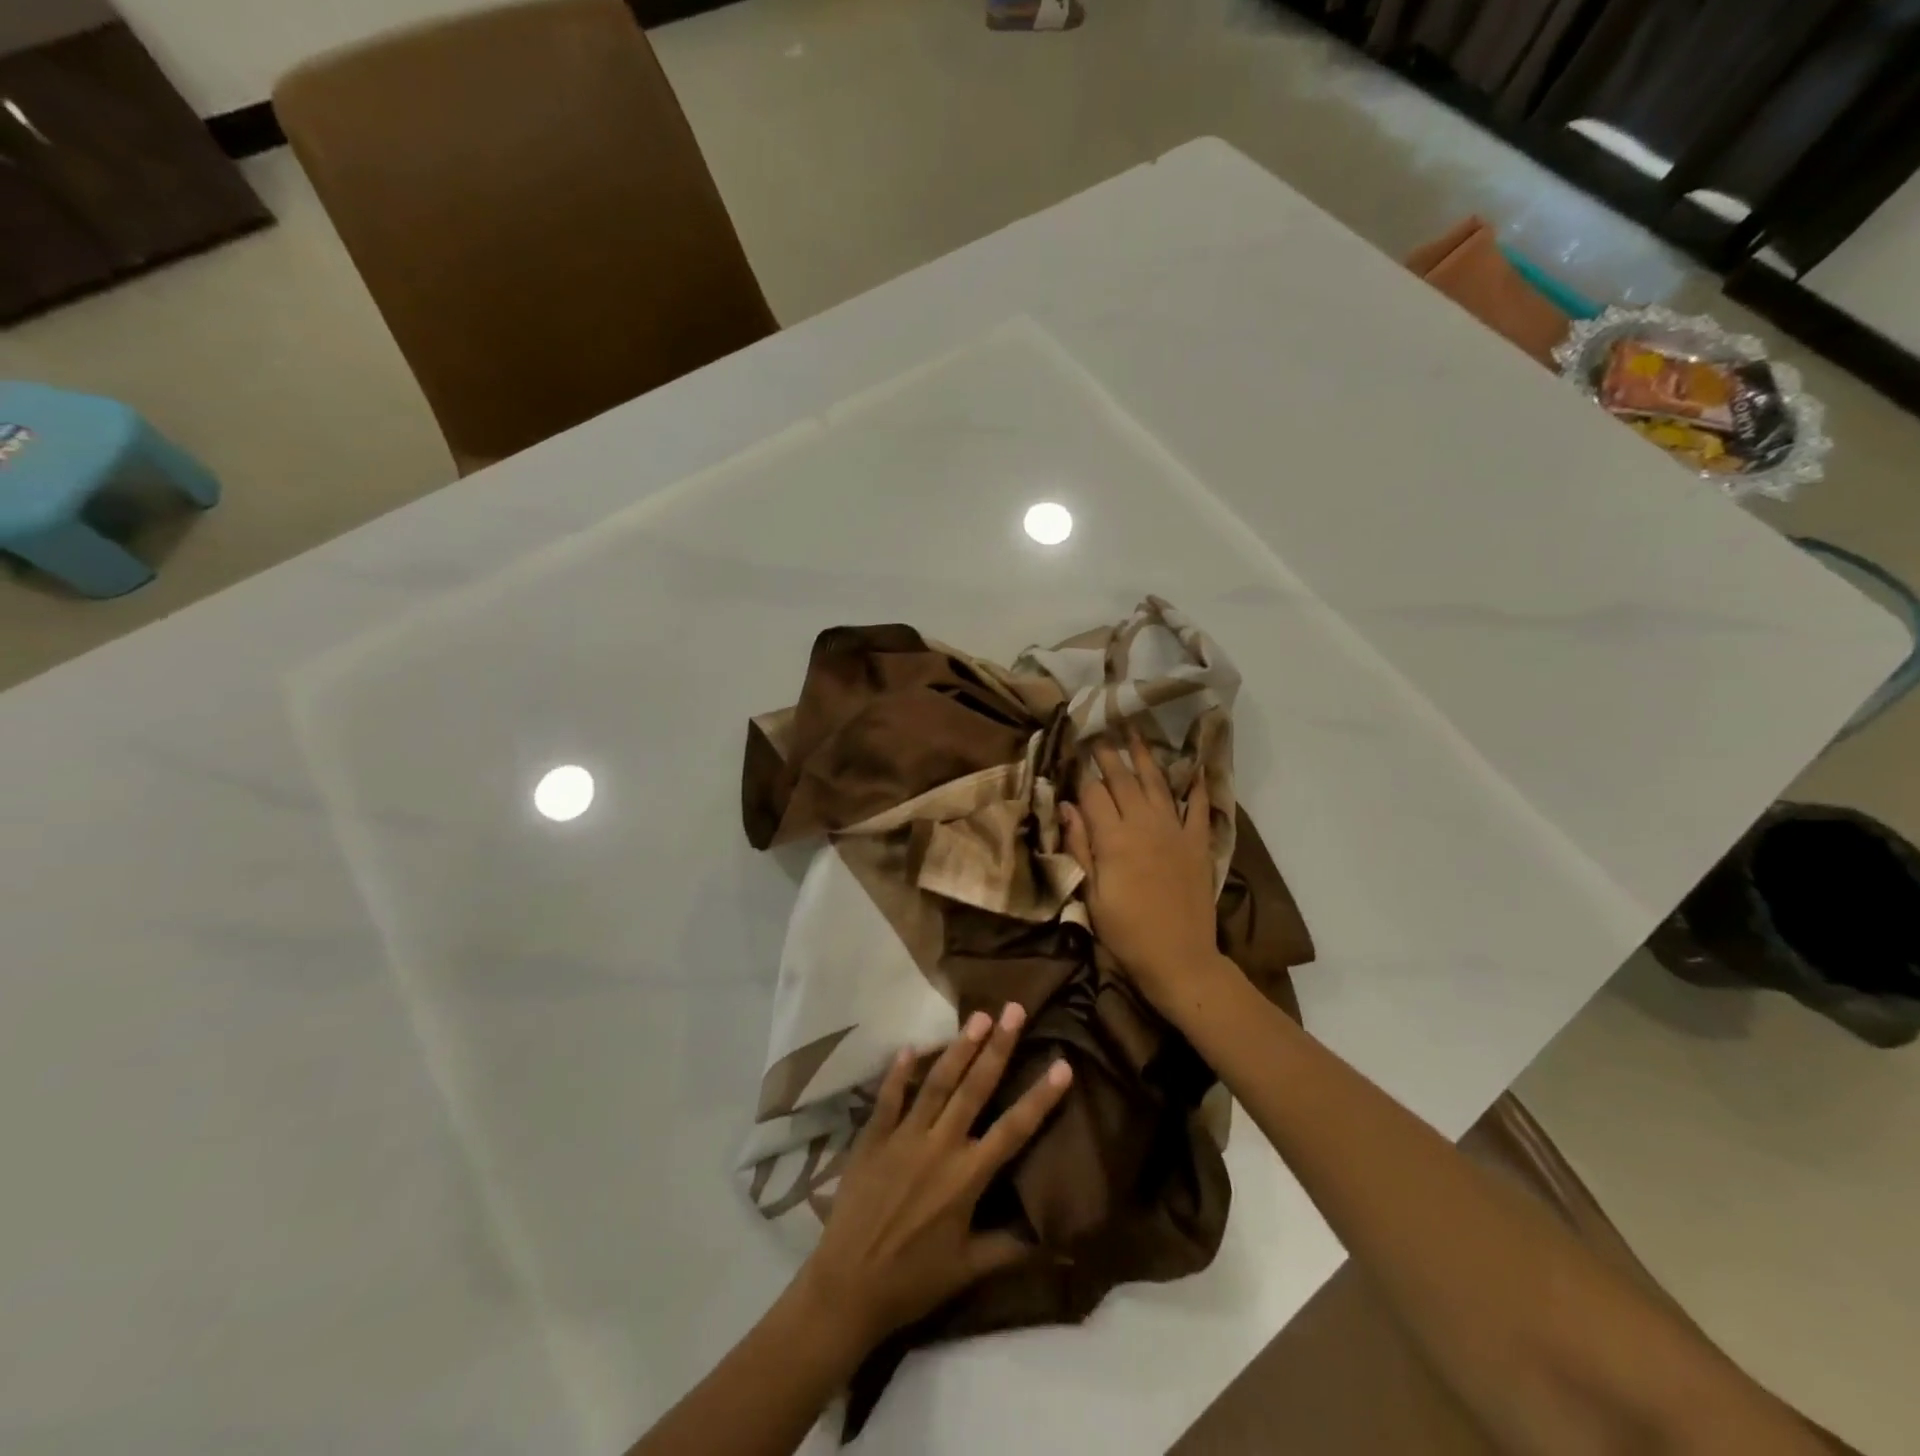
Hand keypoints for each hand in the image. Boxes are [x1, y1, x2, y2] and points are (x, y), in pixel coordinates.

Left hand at [794, 1004, 1072, 1353]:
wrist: (848, 1288)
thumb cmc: (914, 1281)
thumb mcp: (969, 1269)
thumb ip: (1012, 1247)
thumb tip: (1059, 1241)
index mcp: (968, 1176)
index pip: (1014, 1128)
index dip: (1040, 1097)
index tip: (1062, 1064)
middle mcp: (940, 1146)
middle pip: (975, 1088)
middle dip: (998, 1046)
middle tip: (1014, 1009)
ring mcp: (904, 1137)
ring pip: (936, 1083)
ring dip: (958, 1047)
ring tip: (978, 1017)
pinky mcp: (873, 1138)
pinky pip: (888, 1098)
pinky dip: (899, 1072)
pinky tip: (909, 1046)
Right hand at [1061, 733, 1230, 1009]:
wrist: (1179, 958)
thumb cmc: (1125, 932)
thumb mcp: (1091, 894)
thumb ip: (1080, 846)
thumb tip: (1066, 806)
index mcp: (1113, 838)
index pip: (1093, 792)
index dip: (1081, 772)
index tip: (1073, 753)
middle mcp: (1144, 824)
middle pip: (1123, 779)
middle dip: (1108, 754)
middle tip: (1099, 732)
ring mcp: (1174, 831)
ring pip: (1157, 783)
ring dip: (1145, 756)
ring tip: (1135, 733)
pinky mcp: (1197, 843)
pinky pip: (1198, 807)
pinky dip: (1197, 785)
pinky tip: (1194, 767)